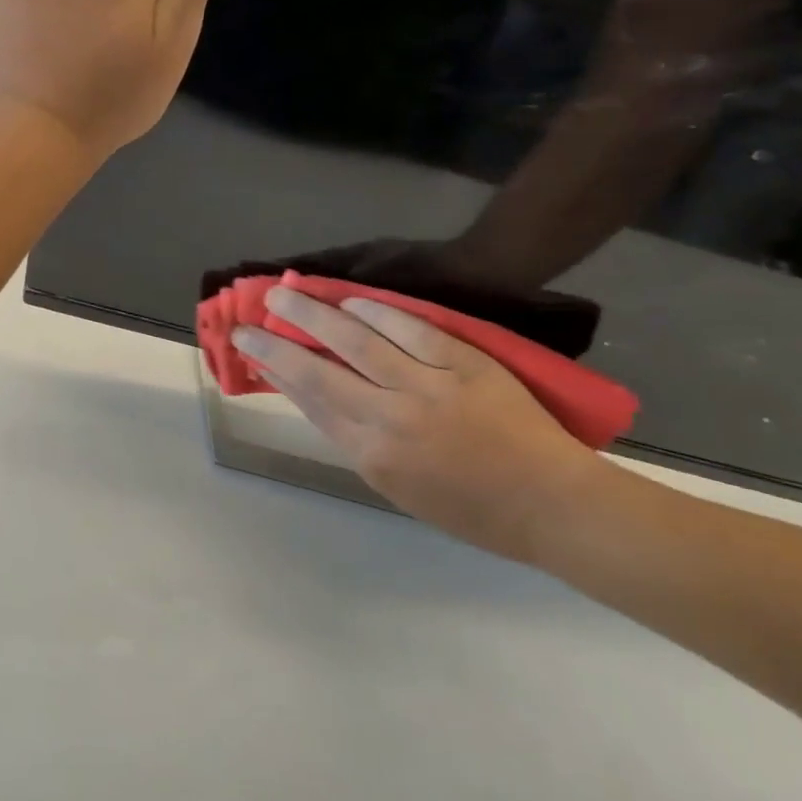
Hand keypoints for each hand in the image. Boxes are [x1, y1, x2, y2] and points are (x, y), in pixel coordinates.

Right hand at [233, 285, 616, 563]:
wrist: (552, 503)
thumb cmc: (470, 508)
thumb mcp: (395, 486)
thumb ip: (351, 438)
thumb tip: (309, 393)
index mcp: (371, 455)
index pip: (308, 399)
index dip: (273, 367)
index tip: (248, 345)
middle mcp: (389, 419)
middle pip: (318, 369)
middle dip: (276, 340)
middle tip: (249, 317)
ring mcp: (427, 387)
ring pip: (356, 340)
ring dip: (313, 313)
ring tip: (285, 292)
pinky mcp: (463, 363)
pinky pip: (409, 328)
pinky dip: (376, 310)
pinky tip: (350, 298)